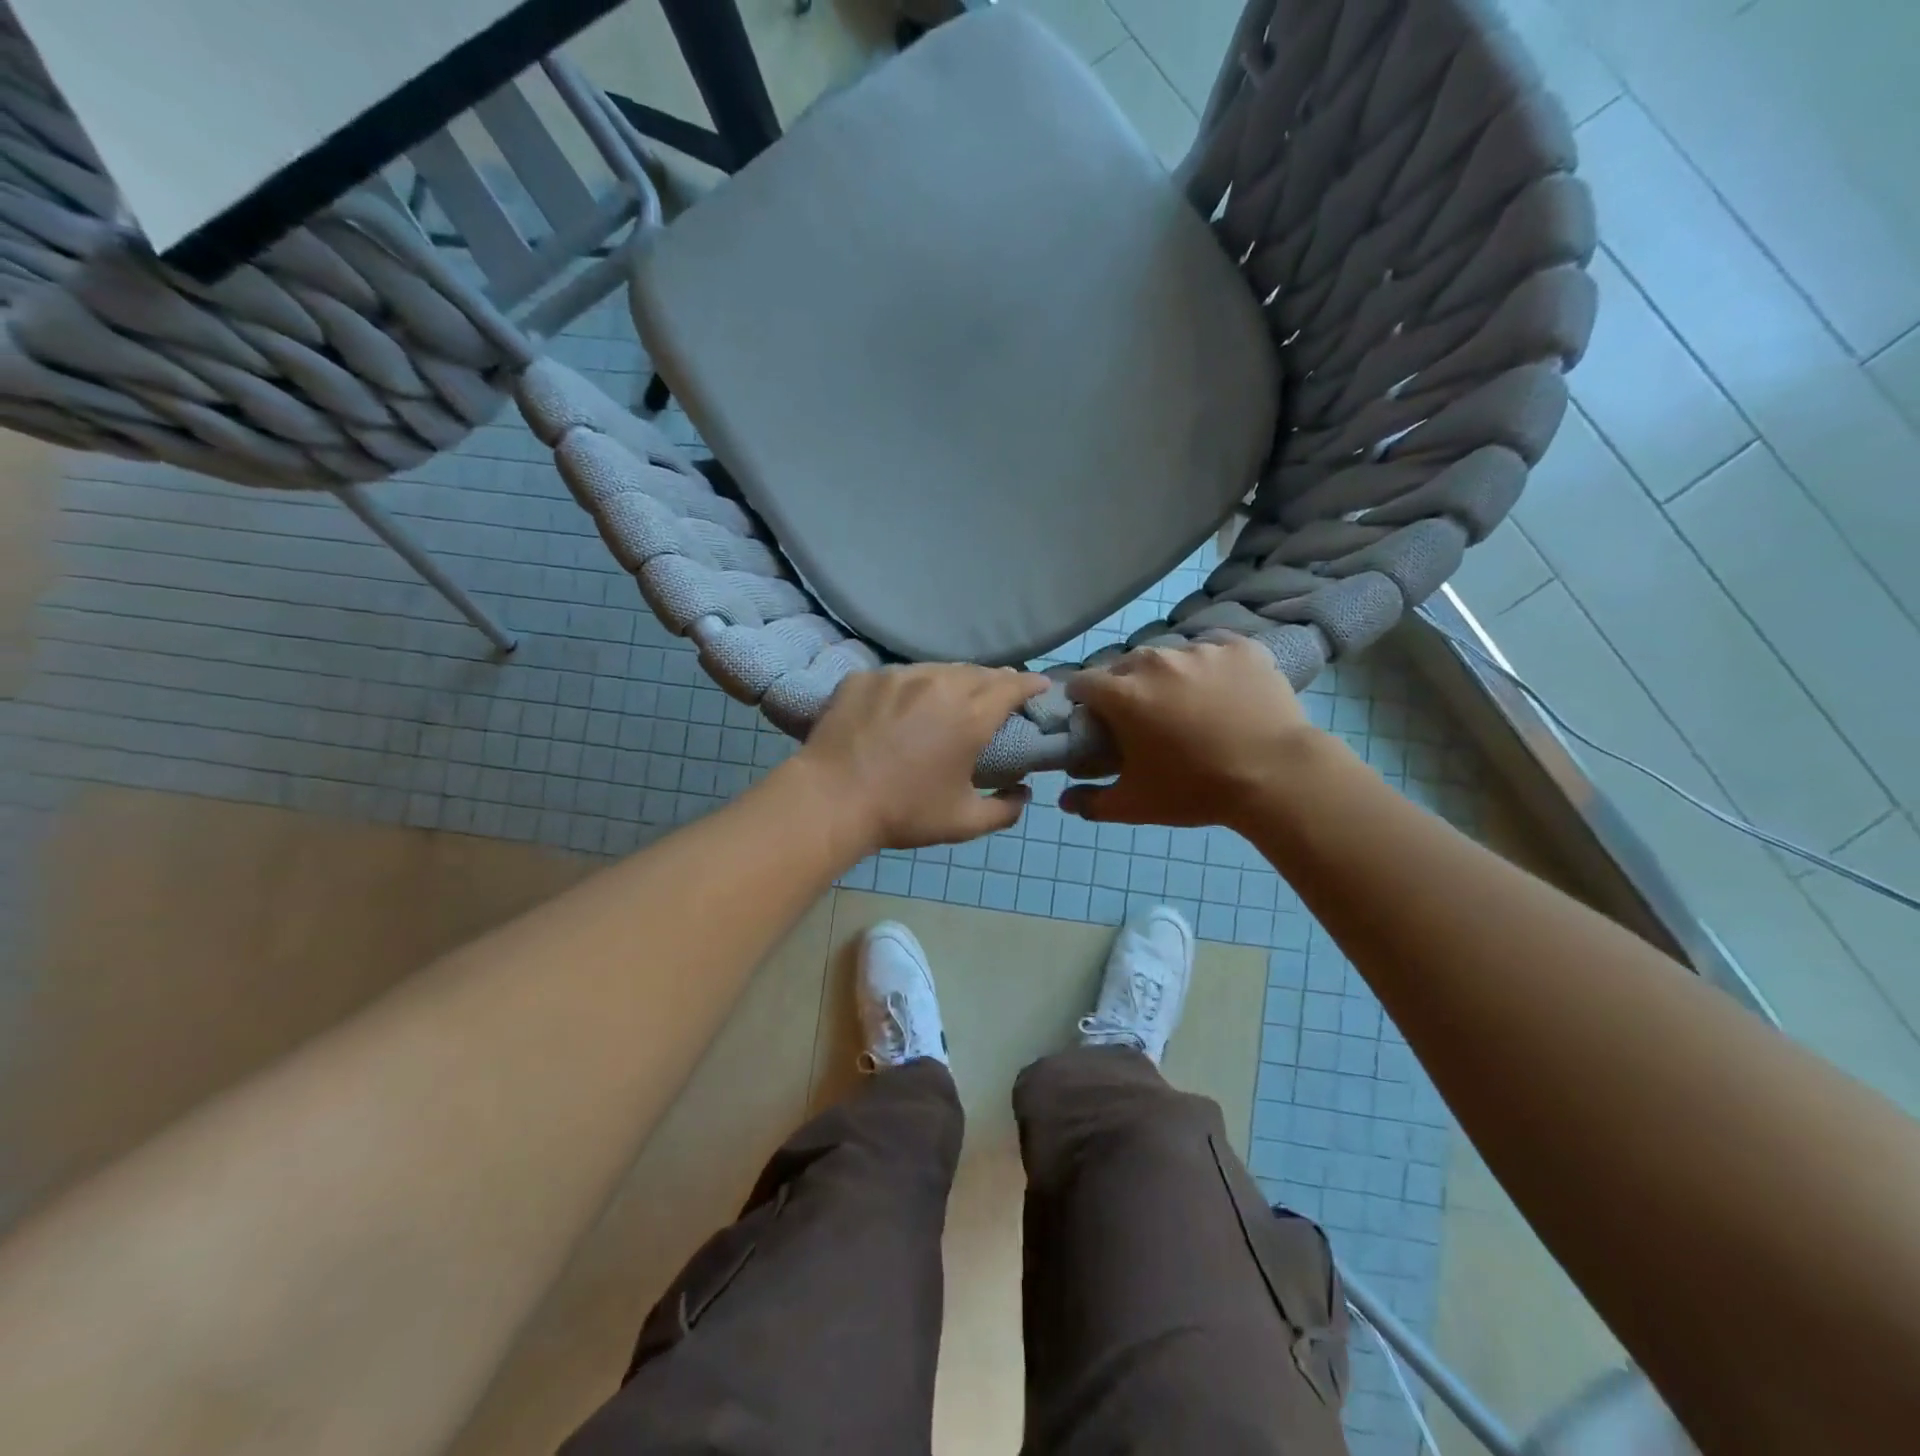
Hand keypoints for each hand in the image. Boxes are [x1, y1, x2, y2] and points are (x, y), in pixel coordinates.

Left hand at [789, 664, 1048, 854]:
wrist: (831, 800)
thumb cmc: (904, 813)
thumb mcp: (963, 823)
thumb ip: (1004, 809)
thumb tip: (1023, 794)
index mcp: (970, 716)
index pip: (1012, 686)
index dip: (1031, 684)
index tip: (1041, 686)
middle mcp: (939, 685)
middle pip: (977, 672)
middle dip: (995, 681)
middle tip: (999, 694)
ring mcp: (897, 676)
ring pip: (937, 669)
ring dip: (953, 680)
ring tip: (952, 695)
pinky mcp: (863, 677)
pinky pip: (897, 676)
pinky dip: (910, 687)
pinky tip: (903, 704)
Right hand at [1060, 636, 1325, 829]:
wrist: (1277, 776)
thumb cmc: (1196, 789)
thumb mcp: (1136, 805)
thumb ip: (1092, 802)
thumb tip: (1063, 801)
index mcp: (1123, 694)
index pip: (1083, 683)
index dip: (1084, 702)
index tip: (1097, 722)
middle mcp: (1155, 660)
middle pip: (1125, 667)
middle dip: (1126, 689)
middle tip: (1146, 720)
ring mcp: (1200, 649)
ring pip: (1170, 656)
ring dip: (1169, 676)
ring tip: (1191, 706)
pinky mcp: (1240, 647)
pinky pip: (1214, 649)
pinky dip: (1211, 667)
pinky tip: (1224, 692)